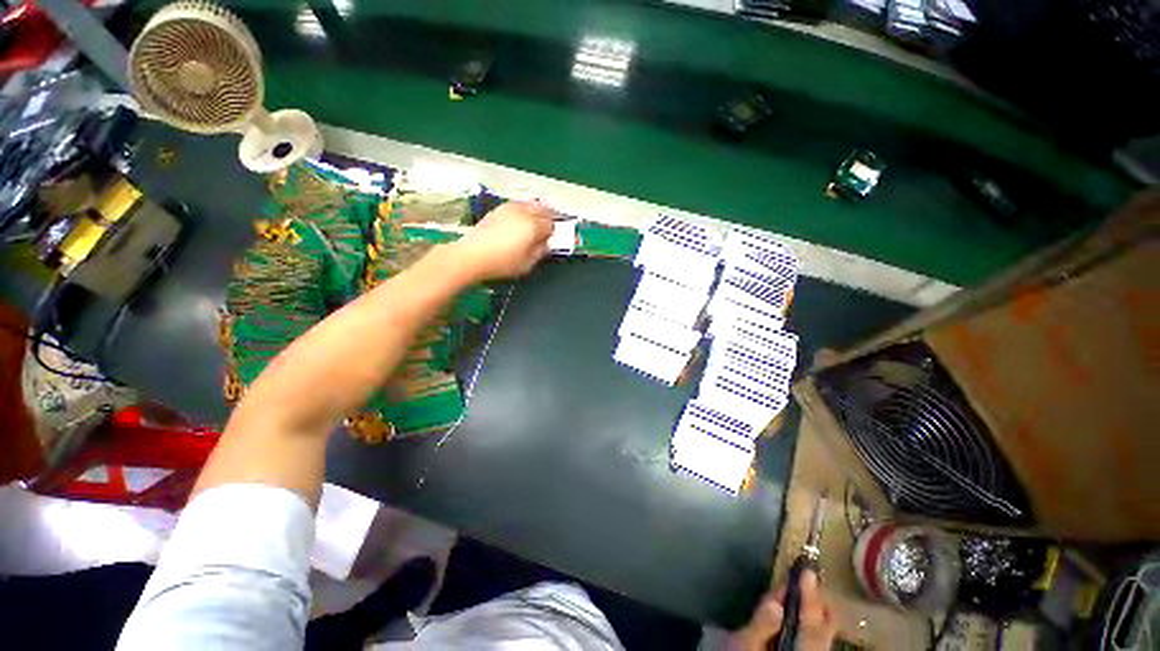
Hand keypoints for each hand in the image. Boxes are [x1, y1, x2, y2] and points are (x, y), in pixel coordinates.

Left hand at [451, 201, 554, 281]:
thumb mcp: (527, 264)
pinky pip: (518, 205)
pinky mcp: (498, 209)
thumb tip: (545, 244)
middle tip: (547, 229)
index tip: (550, 240)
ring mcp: (510, 208)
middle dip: (548, 218)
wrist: (473, 255)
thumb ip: (540, 252)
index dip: (553, 233)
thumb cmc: (503, 263)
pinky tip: (519, 221)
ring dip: (536, 212)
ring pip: (530, 205)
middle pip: (543, 210)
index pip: (551, 224)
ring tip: (534, 223)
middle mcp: (524, 212)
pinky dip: (523, 211)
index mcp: (534, 226)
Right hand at [727, 570, 836, 650]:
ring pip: (822, 636)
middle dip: (817, 603)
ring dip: (814, 611)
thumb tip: (776, 603)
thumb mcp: (744, 647)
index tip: (807, 571)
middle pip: (824, 632)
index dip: (810, 598)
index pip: (812, 627)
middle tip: (808, 577)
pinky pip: (815, 640)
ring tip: (805, 589)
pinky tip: (800, 613)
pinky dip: (810, 623)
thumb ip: (760, 626)